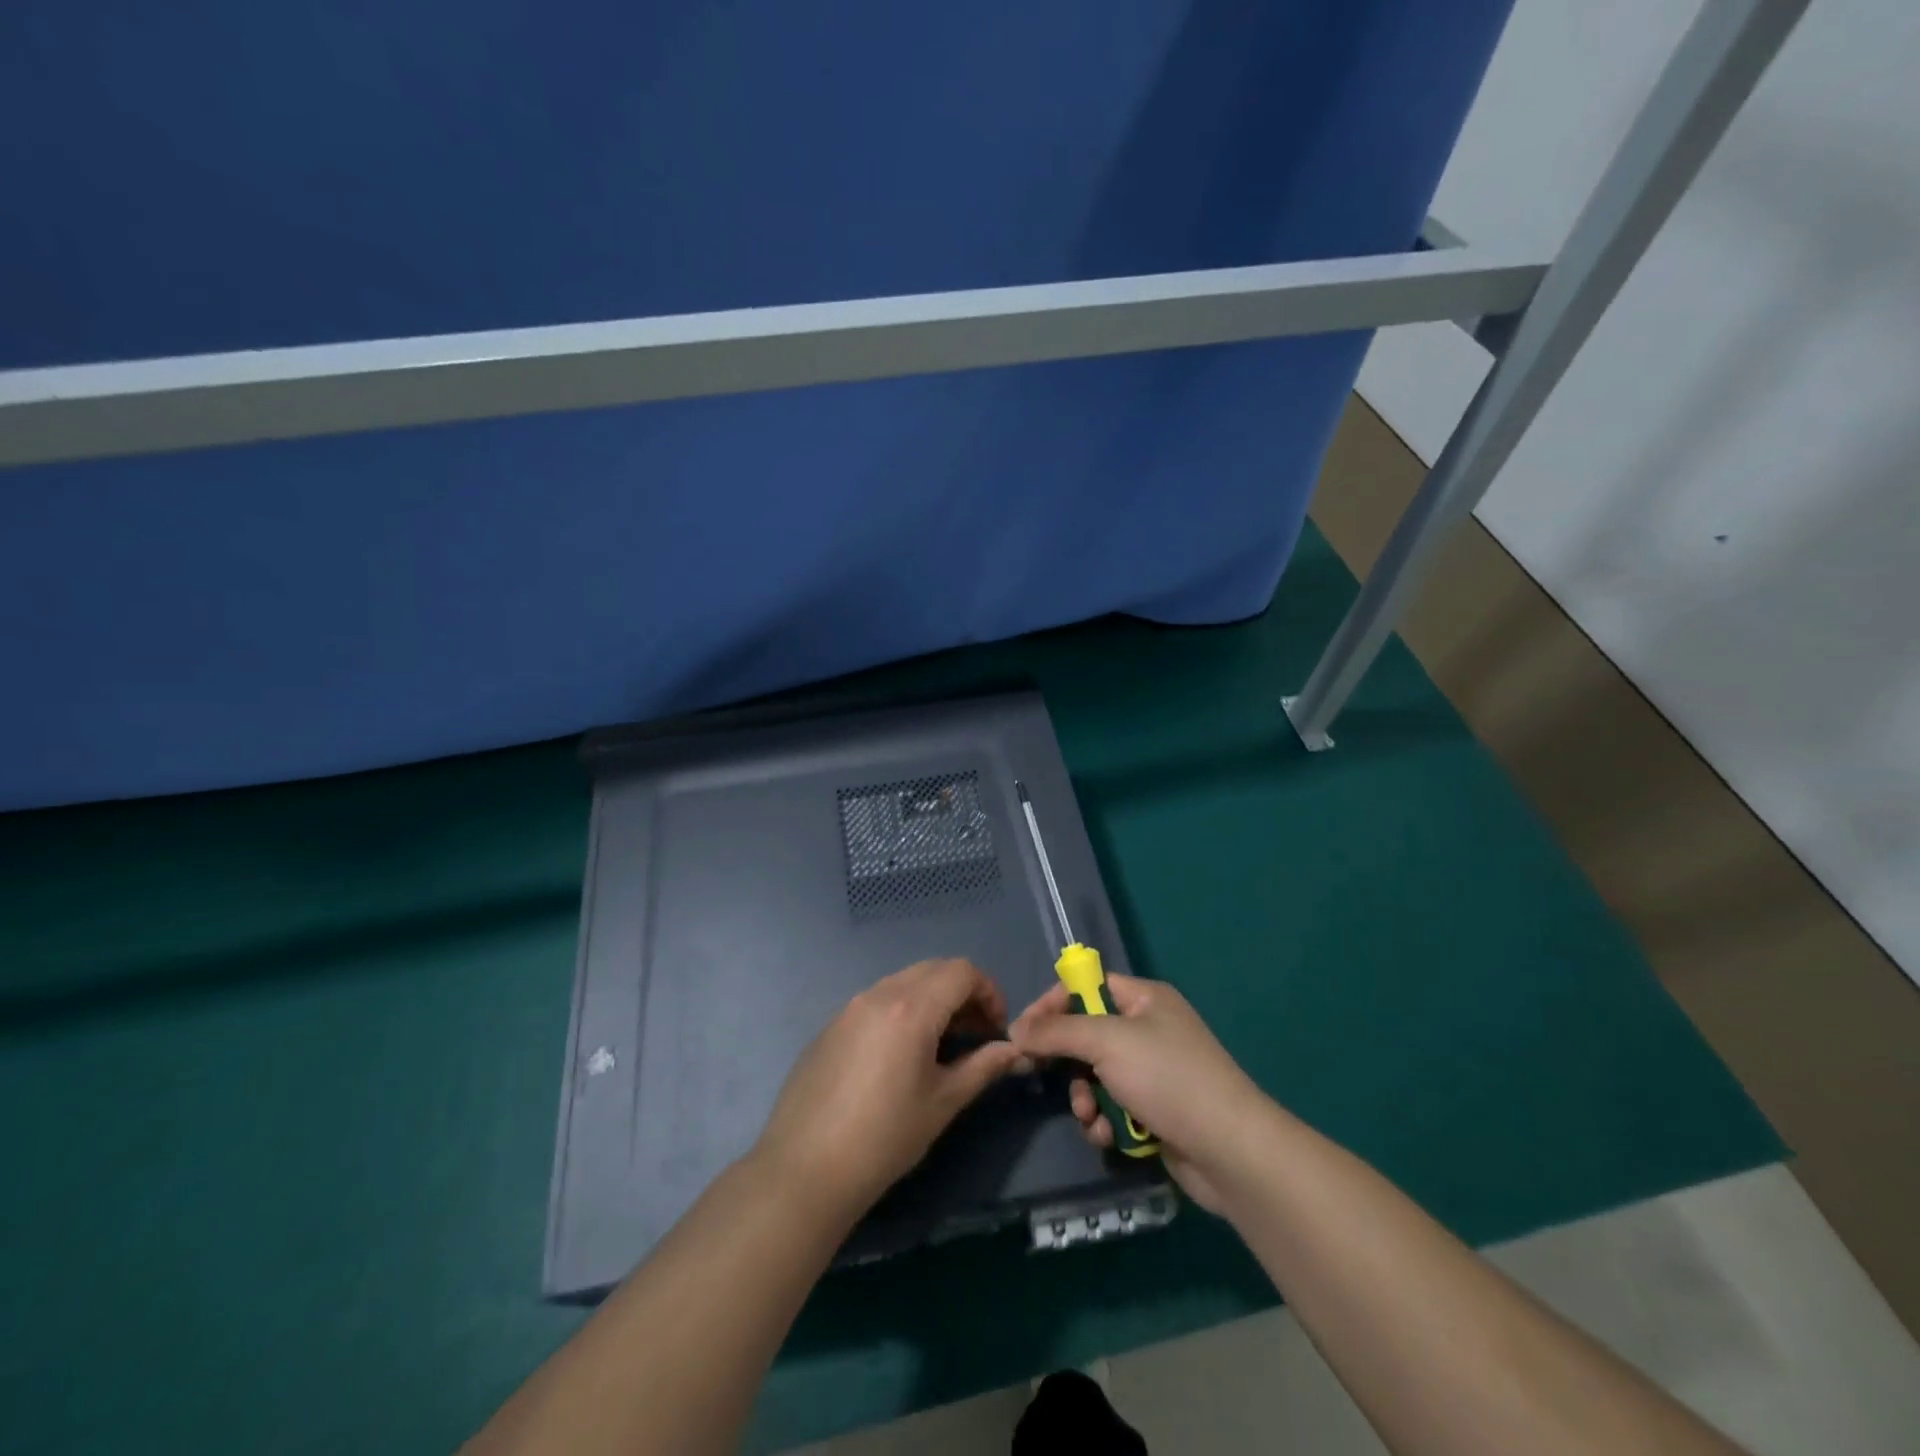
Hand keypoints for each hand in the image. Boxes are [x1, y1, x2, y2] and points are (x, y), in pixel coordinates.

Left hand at [753, 958, 1026, 1222]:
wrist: (804, 1169)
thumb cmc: (884, 1138)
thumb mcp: (943, 1102)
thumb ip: (982, 1067)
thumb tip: (1013, 1051)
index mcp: (911, 1008)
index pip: (962, 971)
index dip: (989, 991)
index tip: (997, 1028)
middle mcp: (879, 993)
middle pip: (934, 969)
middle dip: (963, 992)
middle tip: (977, 1033)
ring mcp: (850, 1006)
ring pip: (904, 981)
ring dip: (933, 999)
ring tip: (942, 1044)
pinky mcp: (831, 1025)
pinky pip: (877, 1000)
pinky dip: (903, 1010)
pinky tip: (901, 1055)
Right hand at [1010, 974, 1269, 1213]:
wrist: (1230, 1150)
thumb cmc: (1168, 1078)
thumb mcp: (1106, 1042)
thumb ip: (1057, 1031)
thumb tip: (1016, 1029)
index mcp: (1144, 999)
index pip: (1086, 986)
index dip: (1053, 1004)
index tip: (1023, 1030)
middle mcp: (1149, 1029)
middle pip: (1087, 1034)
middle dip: (1067, 1060)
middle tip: (1041, 1074)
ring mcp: (1153, 1072)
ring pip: (1095, 1075)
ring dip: (1084, 1097)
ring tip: (1089, 1115)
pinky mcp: (1155, 1111)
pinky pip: (1113, 1106)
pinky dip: (1104, 1120)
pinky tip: (1106, 1135)